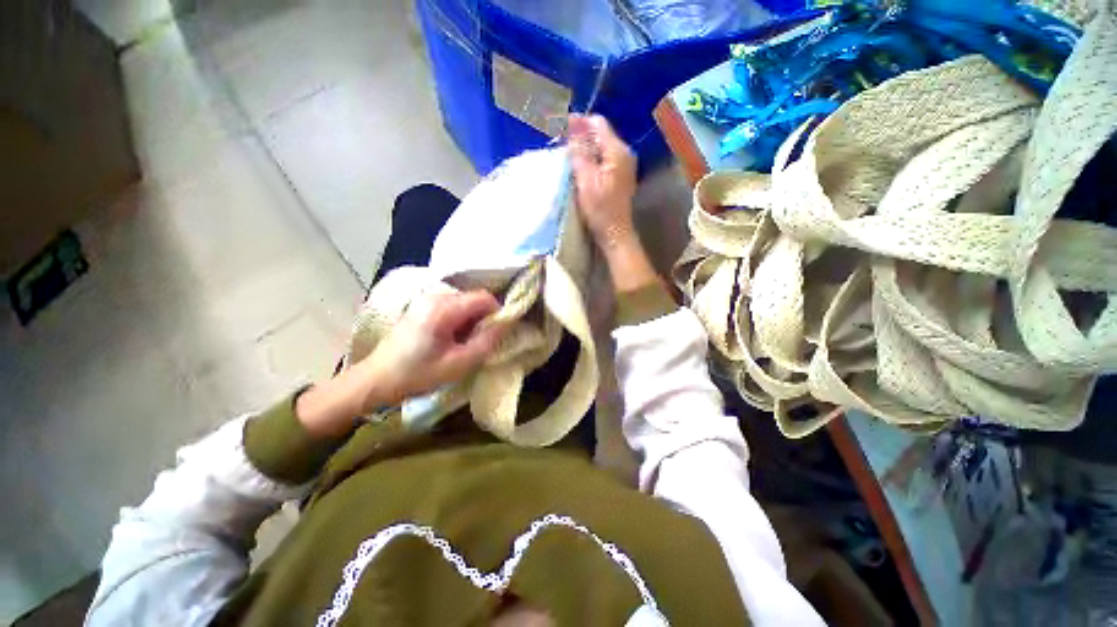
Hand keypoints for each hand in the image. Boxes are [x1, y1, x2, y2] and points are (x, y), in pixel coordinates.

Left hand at [296, 290, 504, 437]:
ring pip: (464, 302)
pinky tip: (451, 339)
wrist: (376, 380)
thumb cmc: (418, 374)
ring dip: (471, 320)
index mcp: (443, 308)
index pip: (484, 297)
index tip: (498, 333)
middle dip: (484, 318)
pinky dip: (459, 320)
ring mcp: (425, 299)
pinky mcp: (421, 306)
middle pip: (474, 298)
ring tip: (465, 343)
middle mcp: (434, 296)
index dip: (498, 312)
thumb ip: (487, 341)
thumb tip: (506, 323)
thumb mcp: (459, 363)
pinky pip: (452, 306)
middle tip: (481, 342)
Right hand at [569, 114, 637, 250]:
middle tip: (564, 147)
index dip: (580, 123)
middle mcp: (624, 154)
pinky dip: (592, 161)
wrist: (614, 233)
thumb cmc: (599, 209)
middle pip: (601, 135)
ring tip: (570, 158)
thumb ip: (580, 150)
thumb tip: (573, 123)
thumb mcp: (585, 179)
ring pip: (602, 148)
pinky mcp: (620, 177)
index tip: (562, 130)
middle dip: (582, 137)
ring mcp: (624, 166)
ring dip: (586, 150)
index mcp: (617, 151)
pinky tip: (581, 169)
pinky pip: (604, 160)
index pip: (598, 124)